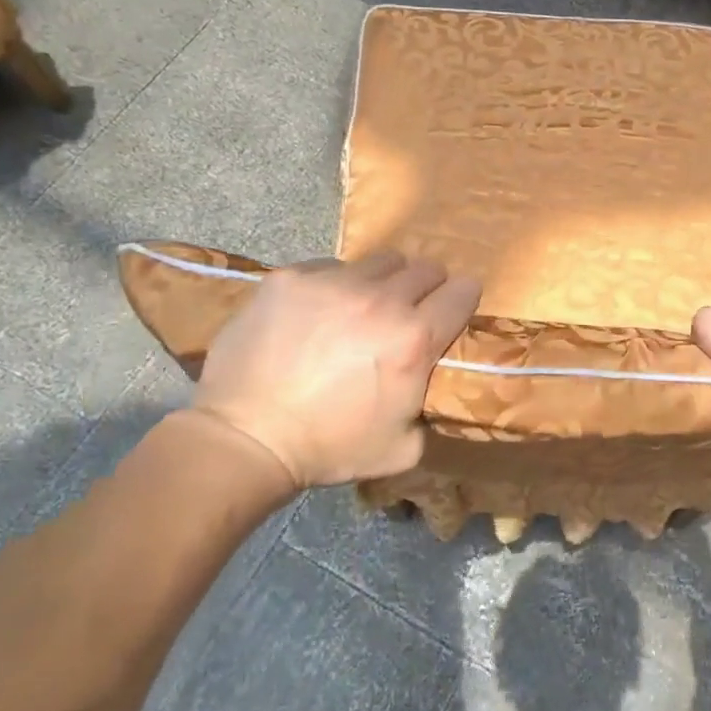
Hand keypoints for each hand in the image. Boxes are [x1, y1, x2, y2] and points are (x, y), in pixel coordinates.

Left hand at [193, 251, 480, 488]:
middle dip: (426, 288)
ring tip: (361, 309)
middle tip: (407, 312)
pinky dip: (335, 285)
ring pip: (380, 262)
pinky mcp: (290, 278)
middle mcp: (381, 301)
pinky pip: (330, 266)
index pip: (464, 292)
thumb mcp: (403, 447)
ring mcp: (332, 283)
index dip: (463, 300)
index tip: (452, 311)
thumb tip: (432, 385)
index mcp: (414, 339)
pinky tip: (317, 313)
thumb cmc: (329, 448)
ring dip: (382, 282)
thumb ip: (430, 408)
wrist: (246, 438)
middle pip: (426, 268)